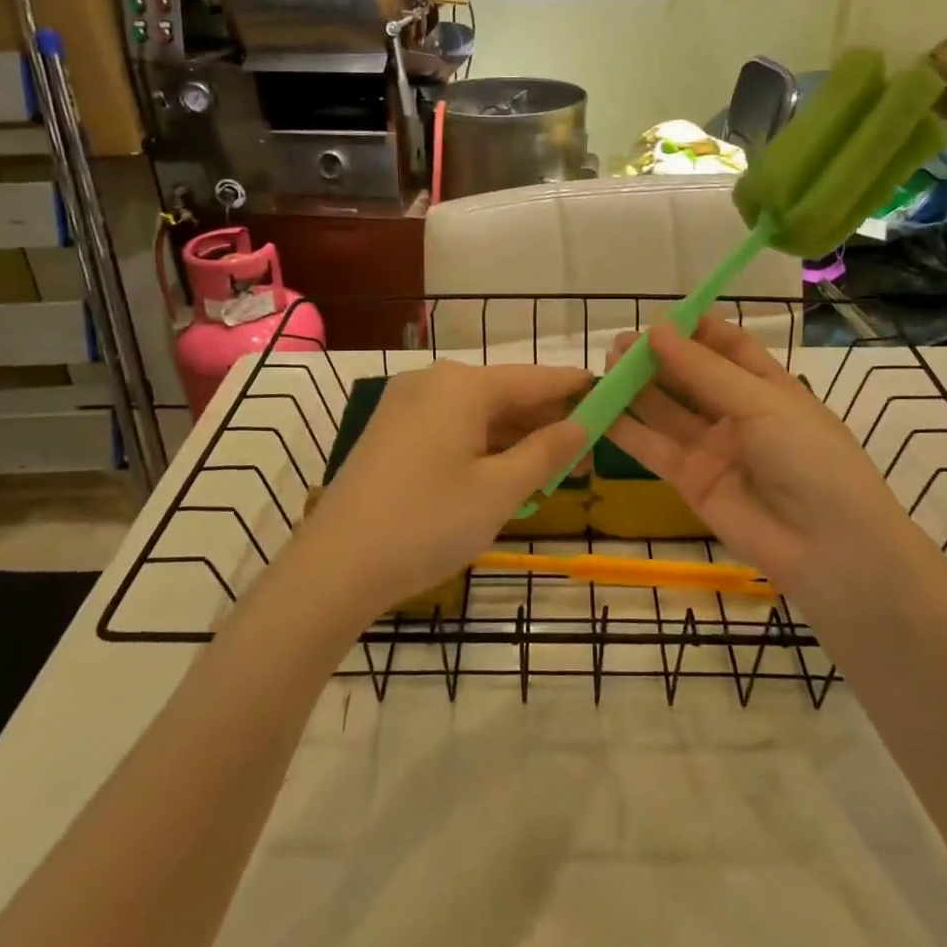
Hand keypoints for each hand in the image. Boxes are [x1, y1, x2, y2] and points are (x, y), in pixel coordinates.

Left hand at [303, 361, 589, 611]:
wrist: (334, 567)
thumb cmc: (426, 523)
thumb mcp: (499, 491)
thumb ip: (545, 452)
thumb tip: (580, 425)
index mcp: (462, 386)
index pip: (535, 378)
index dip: (576, 388)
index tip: (612, 395)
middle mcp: (433, 383)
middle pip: (505, 395)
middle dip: (547, 423)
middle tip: (589, 453)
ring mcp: (406, 406)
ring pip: (478, 415)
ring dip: (516, 440)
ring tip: (556, 471)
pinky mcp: (391, 433)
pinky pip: (452, 430)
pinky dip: (483, 448)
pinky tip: (507, 475)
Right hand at [605, 319, 908, 593]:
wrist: (829, 549)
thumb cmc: (810, 458)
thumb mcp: (763, 403)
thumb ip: (704, 370)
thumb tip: (657, 329)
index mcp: (768, 386)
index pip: (729, 347)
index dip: (695, 330)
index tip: (659, 317)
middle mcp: (738, 413)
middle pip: (691, 376)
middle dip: (658, 357)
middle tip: (620, 343)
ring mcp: (713, 448)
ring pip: (668, 410)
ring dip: (638, 388)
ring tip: (606, 364)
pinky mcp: (690, 481)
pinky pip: (654, 448)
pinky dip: (627, 430)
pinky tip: (601, 408)